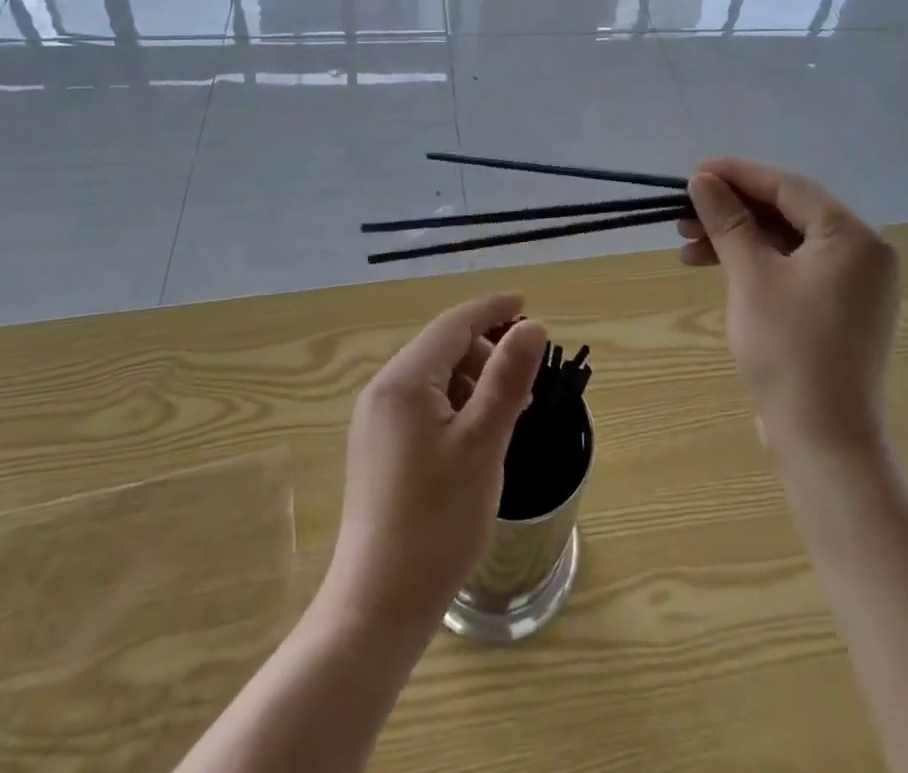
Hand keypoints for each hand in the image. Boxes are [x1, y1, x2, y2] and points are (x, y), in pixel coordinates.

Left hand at [319, 295, 547, 639]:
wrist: (378, 604)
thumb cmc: (437, 520)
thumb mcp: (483, 443)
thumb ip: (507, 378)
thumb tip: (532, 326)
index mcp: (404, 380)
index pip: (454, 323)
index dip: (492, 310)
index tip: (526, 304)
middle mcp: (382, 390)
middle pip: (442, 348)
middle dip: (486, 353)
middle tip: (526, 385)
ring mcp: (375, 421)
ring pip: (433, 379)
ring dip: (473, 382)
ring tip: (506, 415)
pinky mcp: (377, 449)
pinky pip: (421, 406)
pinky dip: (454, 407)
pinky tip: (475, 438)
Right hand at [678, 158, 898, 461]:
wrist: (823, 440)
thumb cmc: (788, 349)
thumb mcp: (751, 276)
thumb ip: (728, 220)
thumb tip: (703, 180)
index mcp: (853, 237)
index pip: (788, 187)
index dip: (737, 174)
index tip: (693, 173)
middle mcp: (862, 253)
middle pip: (787, 212)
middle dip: (731, 210)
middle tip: (683, 213)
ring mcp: (853, 284)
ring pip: (785, 241)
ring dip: (736, 238)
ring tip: (687, 245)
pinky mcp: (838, 308)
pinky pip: (793, 267)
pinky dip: (754, 263)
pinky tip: (715, 268)